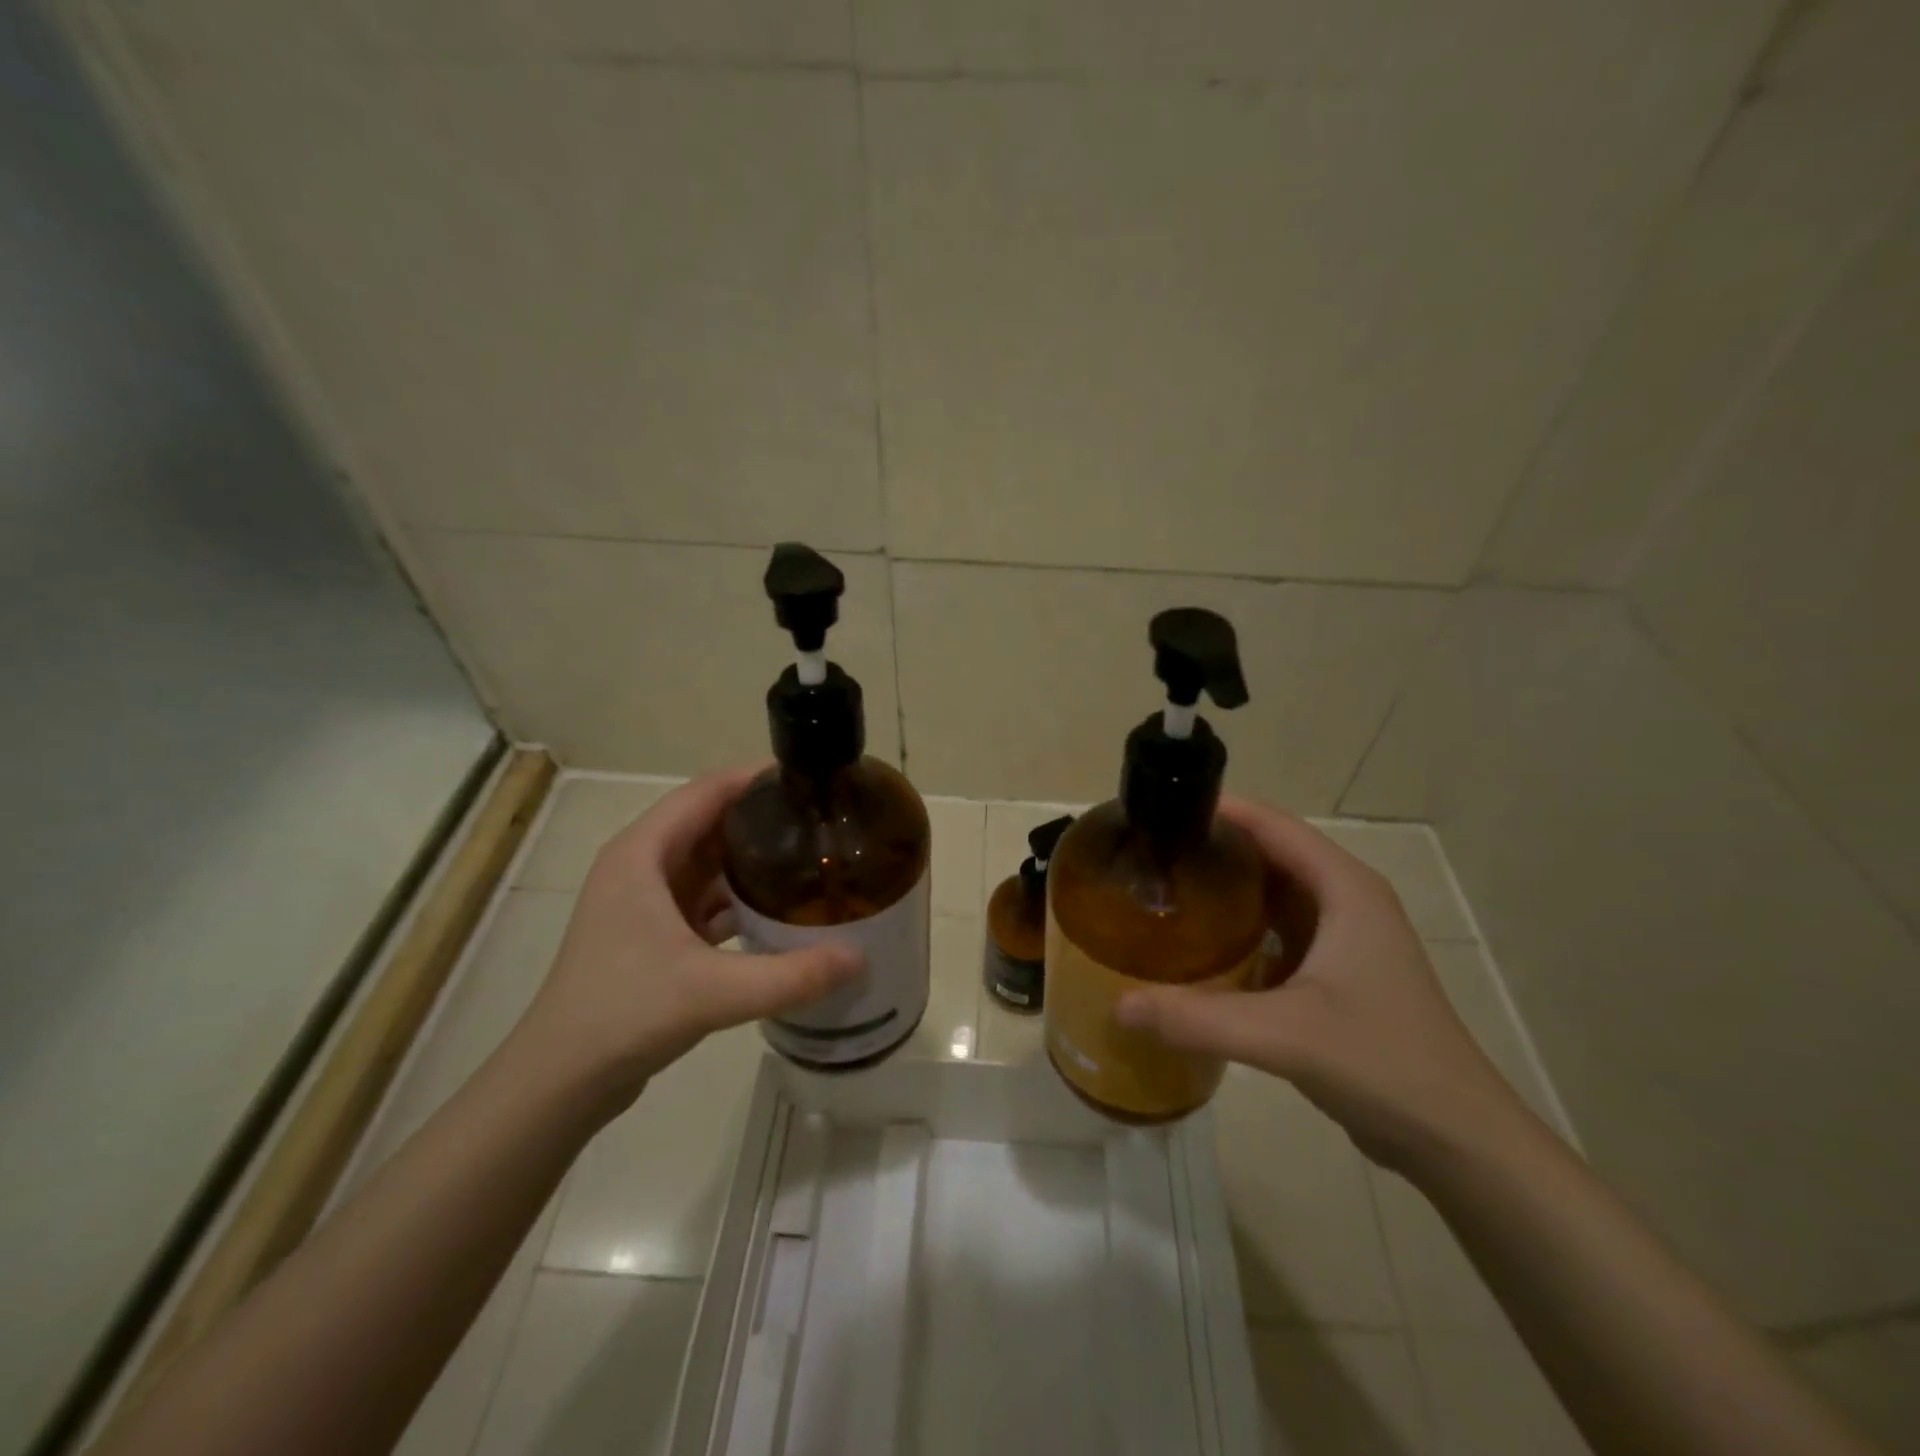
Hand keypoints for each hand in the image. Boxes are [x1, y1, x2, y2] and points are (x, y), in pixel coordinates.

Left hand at [515, 765, 863, 1111]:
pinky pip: (705, 898)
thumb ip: (792, 975)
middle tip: (824, 823)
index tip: (810, 781)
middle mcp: (641, 865)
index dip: (757, 779)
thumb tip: (861, 957)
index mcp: (643, 853)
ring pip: (709, 862)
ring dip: (753, 860)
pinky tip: (779, 911)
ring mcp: (645, 901)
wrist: (560, 1081)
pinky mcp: (653, 933)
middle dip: (764, 819)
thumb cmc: (624, 1013)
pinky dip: (740, 898)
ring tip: (811, 859)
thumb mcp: (714, 991)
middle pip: (711, 822)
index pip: (707, 791)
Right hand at [1116, 797, 1525, 1169]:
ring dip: (1224, 889)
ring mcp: (1342, 938)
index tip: (1158, 811)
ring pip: (1272, 894)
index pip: (1272, 824)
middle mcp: (1345, 900)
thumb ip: (1198, 1018)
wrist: (1456, 1139)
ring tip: (1162, 892)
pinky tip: (1197, 947)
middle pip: (1268, 853)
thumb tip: (1117, 1006)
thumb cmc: (1383, 1063)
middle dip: (1211, 849)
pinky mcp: (1335, 973)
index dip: (1217, 810)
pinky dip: (1238, 928)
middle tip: (1147, 856)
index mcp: (1344, 888)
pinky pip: (1276, 931)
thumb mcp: (1285, 1035)